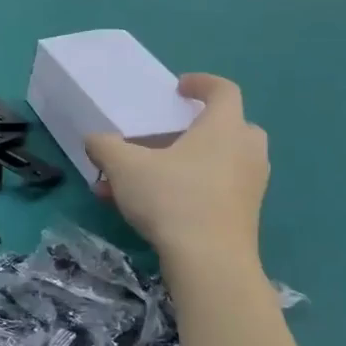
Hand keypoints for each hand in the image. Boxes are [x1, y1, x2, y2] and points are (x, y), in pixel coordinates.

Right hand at [86, 74, 268, 266]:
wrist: (210, 262)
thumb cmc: (172, 199)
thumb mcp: (125, 167)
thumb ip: (106, 147)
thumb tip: (94, 140)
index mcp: (224, 127)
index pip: (223, 90)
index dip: (202, 83)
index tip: (180, 88)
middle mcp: (246, 150)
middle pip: (230, 126)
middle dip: (199, 128)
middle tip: (168, 137)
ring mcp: (252, 185)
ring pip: (222, 162)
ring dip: (188, 164)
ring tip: (145, 180)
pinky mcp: (246, 215)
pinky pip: (219, 190)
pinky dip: (192, 190)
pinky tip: (154, 210)